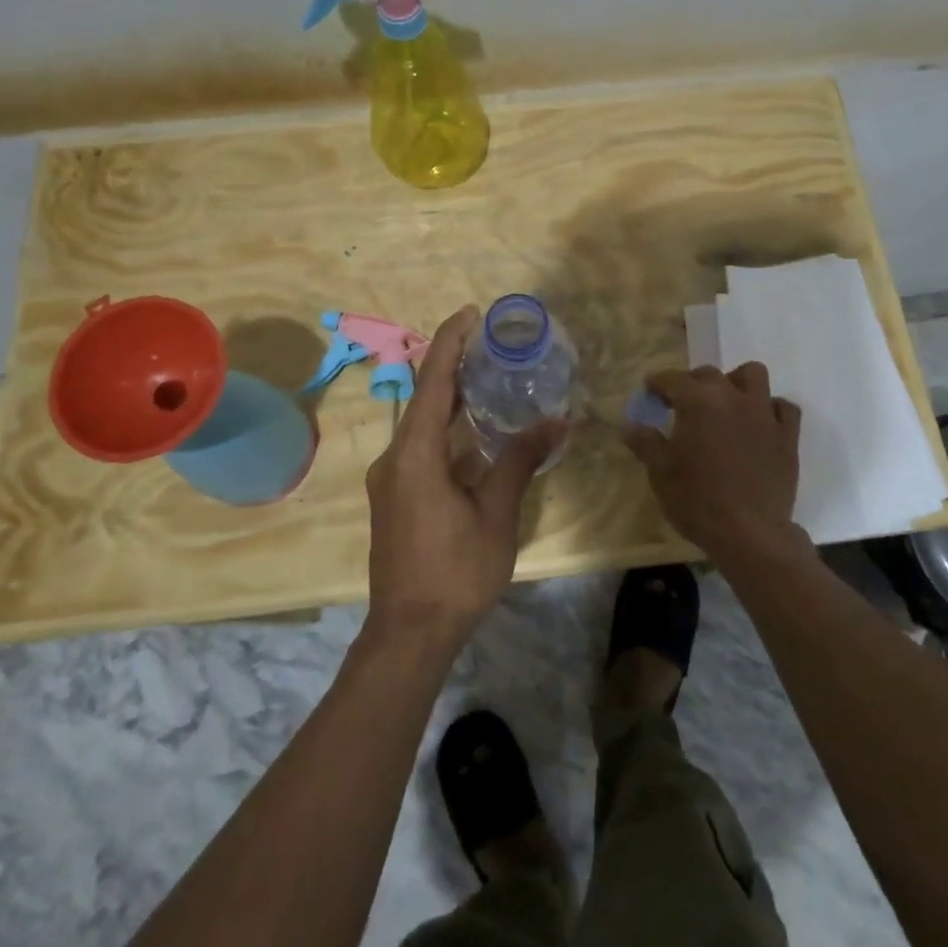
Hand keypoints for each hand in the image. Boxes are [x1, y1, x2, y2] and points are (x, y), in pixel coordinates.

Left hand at [364, 306, 561, 647]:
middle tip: (493, 345)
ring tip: (490, 380)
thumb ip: (520, 461)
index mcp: (415, 454)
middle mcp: (394, 458)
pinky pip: (421, 449)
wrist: (408, 633)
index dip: (450, 341)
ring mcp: (390, 480)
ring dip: (452, 401)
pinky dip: (448, 432)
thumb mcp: (496, 514)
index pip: (432, 381)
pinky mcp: (395, 498)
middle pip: (425, 399)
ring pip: (423, 426)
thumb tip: (557, 421)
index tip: (472, 313)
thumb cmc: (456, 572)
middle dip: (455, 367)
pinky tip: (476, 435)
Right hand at [624, 363, 808, 570]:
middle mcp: (732, 398)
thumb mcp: (661, 474)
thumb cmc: (697, 502)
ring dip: (736, 382)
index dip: (657, 383)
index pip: (672, 379)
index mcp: (697, 402)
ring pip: (753, 376)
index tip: (650, 393)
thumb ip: (645, 443)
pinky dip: (770, 409)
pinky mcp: (787, 435)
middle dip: (692, 383)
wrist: (749, 533)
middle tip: (682, 405)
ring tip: (725, 403)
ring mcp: (764, 414)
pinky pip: (784, 407)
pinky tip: (760, 424)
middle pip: (709, 374)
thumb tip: (628, 425)